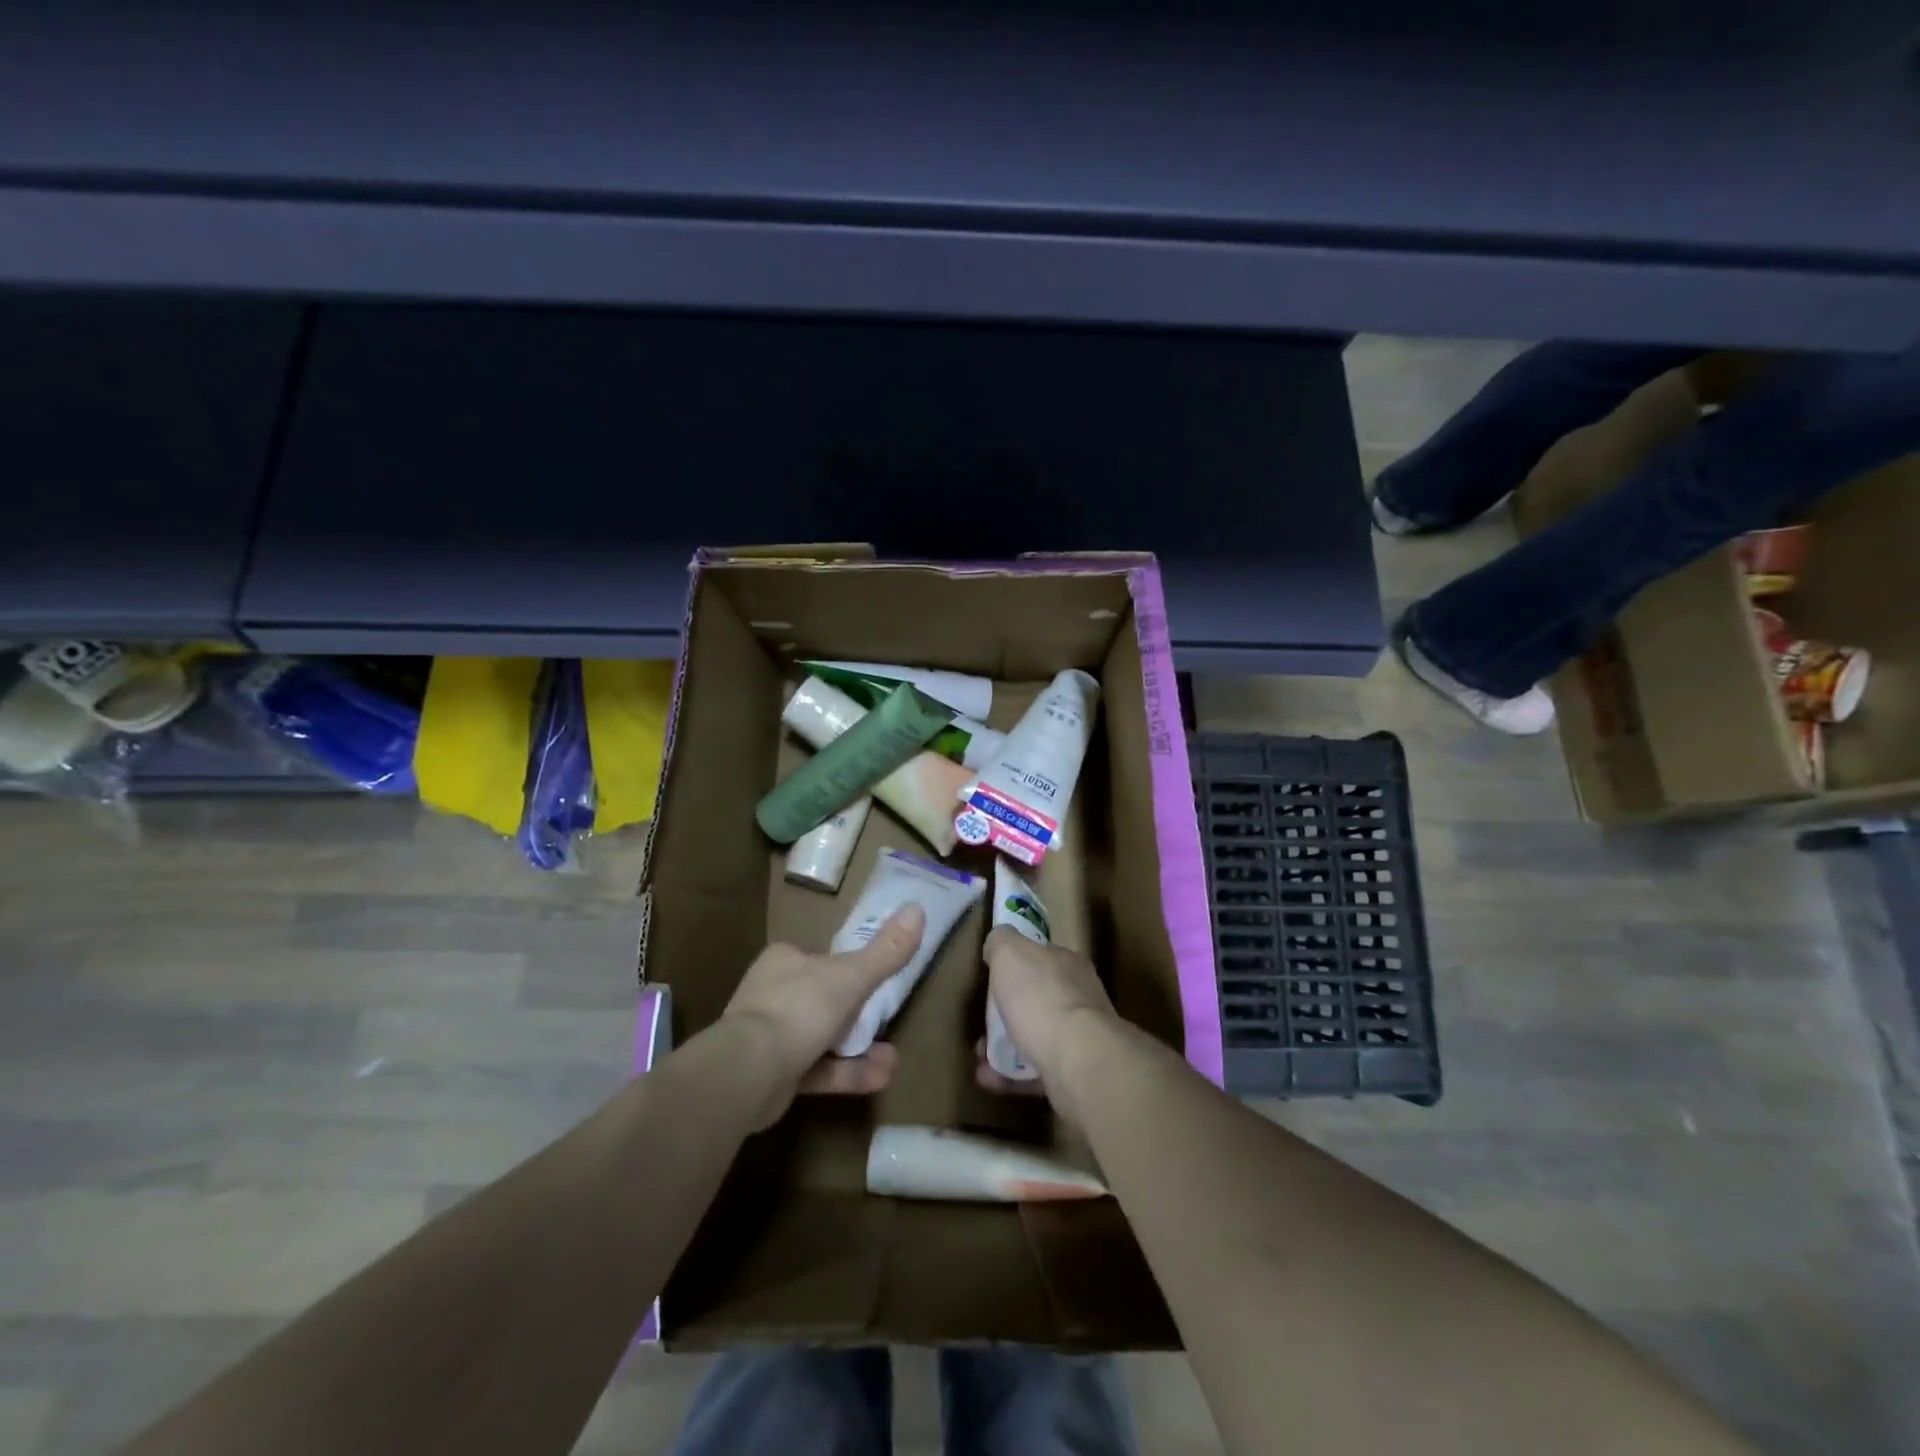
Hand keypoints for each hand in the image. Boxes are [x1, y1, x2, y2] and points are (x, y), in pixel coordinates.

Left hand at [721, 904, 925, 1124]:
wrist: (747, 1073)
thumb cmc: (800, 1009)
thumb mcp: (852, 976)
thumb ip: (887, 950)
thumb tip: (918, 908)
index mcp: (784, 960)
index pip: (820, 958)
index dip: (848, 970)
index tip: (874, 984)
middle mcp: (772, 993)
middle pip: (823, 1000)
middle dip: (858, 1018)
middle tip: (886, 1025)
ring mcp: (768, 1036)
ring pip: (822, 1039)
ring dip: (858, 1050)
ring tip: (891, 1060)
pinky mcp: (771, 1075)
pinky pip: (816, 1070)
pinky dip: (846, 1073)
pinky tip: (880, 1078)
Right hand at [975, 927, 1118, 1119]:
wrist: (1078, 1059)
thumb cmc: (1041, 997)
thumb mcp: (1010, 952)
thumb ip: (1001, 942)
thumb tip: (997, 943)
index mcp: (1068, 964)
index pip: (1042, 957)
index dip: (1016, 966)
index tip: (991, 980)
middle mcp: (1080, 997)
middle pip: (1039, 999)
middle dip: (1007, 1011)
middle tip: (983, 1022)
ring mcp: (1081, 1038)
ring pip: (1036, 1037)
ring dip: (1005, 1046)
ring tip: (979, 1056)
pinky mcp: (1076, 1074)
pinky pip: (1036, 1071)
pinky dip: (1010, 1075)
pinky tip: (988, 1078)